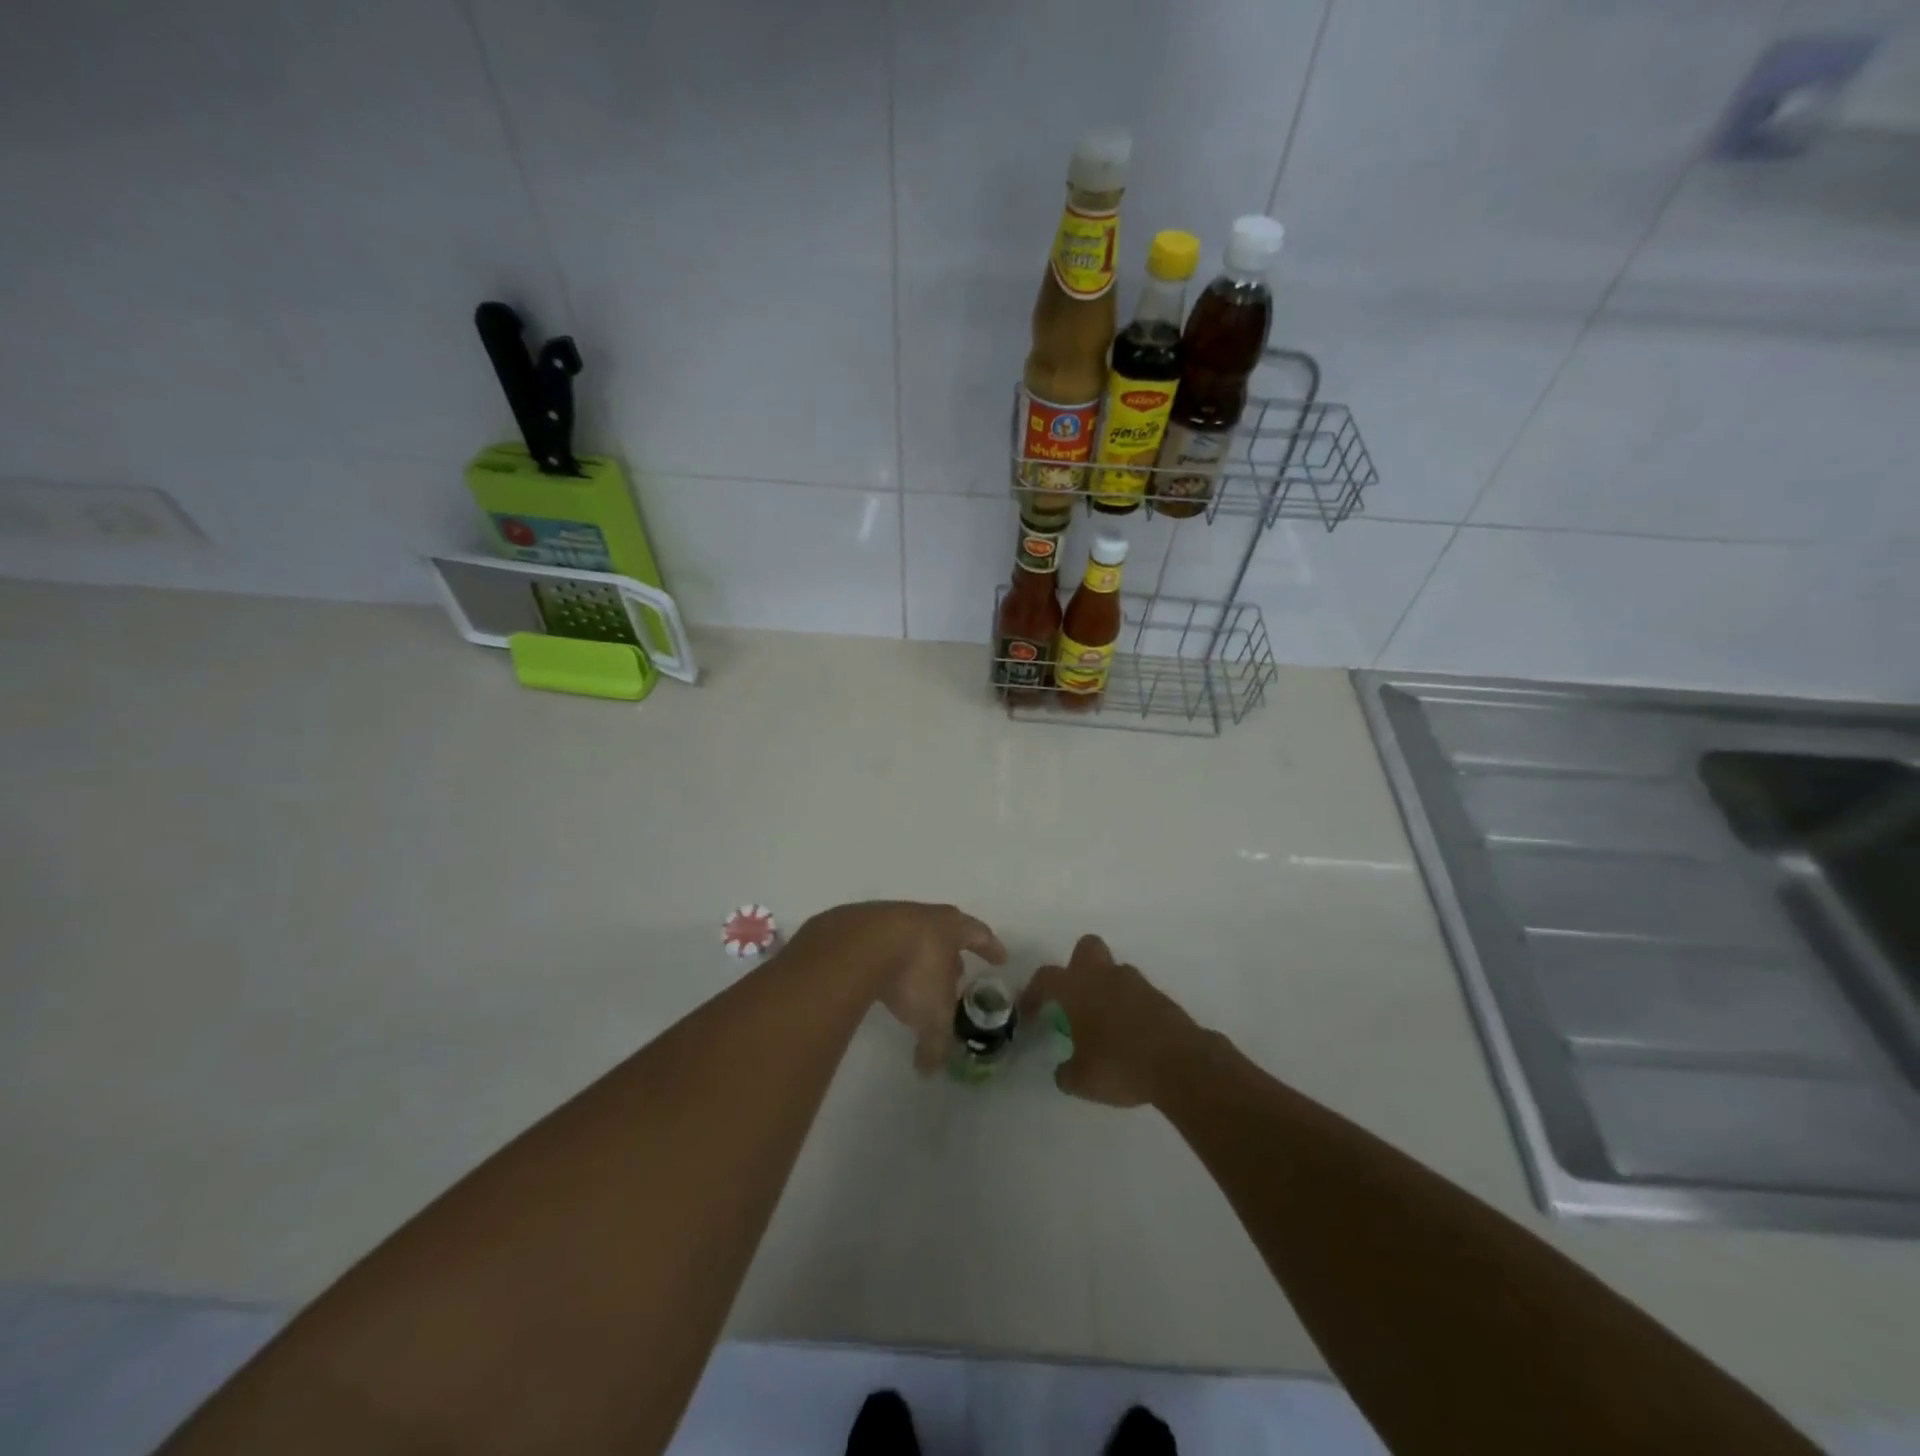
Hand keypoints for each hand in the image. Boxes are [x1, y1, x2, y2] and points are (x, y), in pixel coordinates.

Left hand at [795, 902, 1006, 1072]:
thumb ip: (936, 1043)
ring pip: (911, 937)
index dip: (991, 947)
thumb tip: (929, 1071)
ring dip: (916, 958)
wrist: (856, 945)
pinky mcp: (859, 926)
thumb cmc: (912, 972)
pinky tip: (880, 978)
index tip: (1000, 958)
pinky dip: (886, 961)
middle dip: (951, 955)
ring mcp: (889, 916)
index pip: (979, 934)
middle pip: (944, 932)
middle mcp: (923, 916)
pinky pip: (881, 944)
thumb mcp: (932, 1015)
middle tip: (955, 975)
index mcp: (951, 928)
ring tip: (914, 981)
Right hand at [1020, 934, 1197, 1106]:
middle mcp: (1105, 976)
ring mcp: (1137, 983)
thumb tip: (1063, 1071)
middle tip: (1075, 997)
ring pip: (1115, 972)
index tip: (1029, 1012)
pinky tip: (1131, 1038)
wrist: (1181, 1064)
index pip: (1046, 977)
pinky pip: (1137, 995)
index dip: (1033, 992)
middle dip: (1077, 966)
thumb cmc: (1119, 1064)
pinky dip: (1130, 1009)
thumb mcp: (1081, 1080)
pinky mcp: (1161, 998)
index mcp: (1078, 987)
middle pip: (1086, 948)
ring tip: (1105, 1026)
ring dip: (1107, 990)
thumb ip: (1066, 1072)